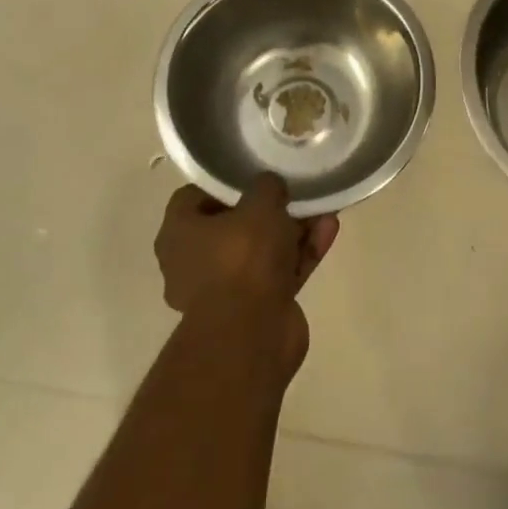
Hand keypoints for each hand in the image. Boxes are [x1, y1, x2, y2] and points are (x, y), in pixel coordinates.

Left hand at [154, 174, 339, 372]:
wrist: (252, 334)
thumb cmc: (242, 258)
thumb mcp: (259, 204)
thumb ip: (266, 186)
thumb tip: (270, 186)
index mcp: (178, 234)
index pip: (193, 198)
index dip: (223, 183)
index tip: (252, 174)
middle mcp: (195, 261)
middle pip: (233, 225)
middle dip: (267, 209)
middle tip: (292, 191)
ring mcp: (227, 288)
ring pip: (262, 249)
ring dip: (292, 229)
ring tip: (322, 207)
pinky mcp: (257, 307)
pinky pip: (281, 271)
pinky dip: (302, 252)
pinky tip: (329, 230)